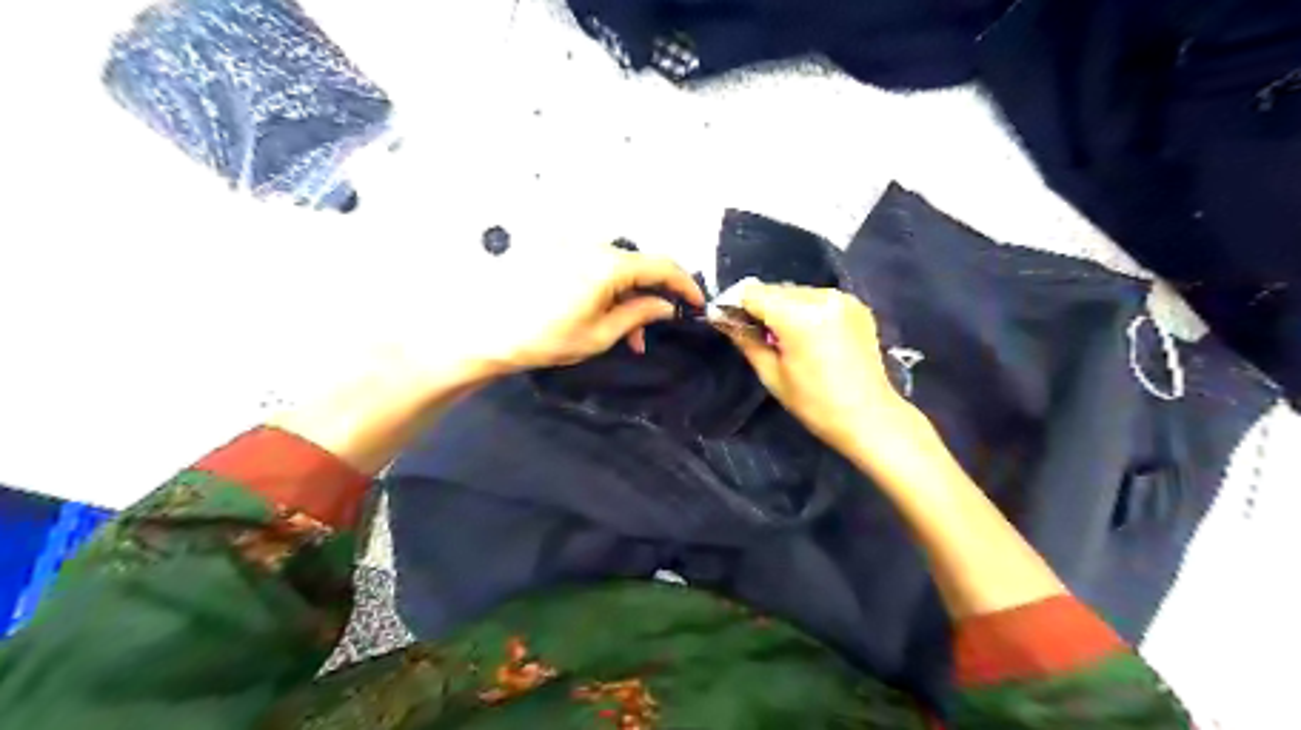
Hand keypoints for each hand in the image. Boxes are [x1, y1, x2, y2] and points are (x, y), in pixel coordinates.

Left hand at [455, 245, 706, 375]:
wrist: (484, 330)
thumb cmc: (545, 338)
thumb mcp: (600, 334)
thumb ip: (639, 315)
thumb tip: (667, 306)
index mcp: (608, 264)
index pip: (662, 266)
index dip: (685, 285)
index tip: (698, 305)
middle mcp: (592, 244)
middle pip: (638, 266)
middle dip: (650, 298)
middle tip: (649, 334)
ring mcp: (570, 244)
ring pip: (615, 268)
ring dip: (626, 297)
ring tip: (622, 334)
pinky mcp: (553, 249)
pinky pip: (593, 265)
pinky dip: (605, 287)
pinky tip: (599, 311)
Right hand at [722, 279, 913, 454]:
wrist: (870, 416)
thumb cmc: (815, 404)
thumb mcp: (772, 375)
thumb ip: (746, 340)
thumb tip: (722, 318)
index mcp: (799, 316)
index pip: (753, 293)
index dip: (737, 306)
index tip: (731, 323)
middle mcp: (822, 297)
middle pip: (775, 290)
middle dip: (761, 307)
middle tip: (758, 335)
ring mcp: (842, 298)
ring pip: (796, 292)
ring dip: (784, 308)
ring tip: (785, 338)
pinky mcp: (856, 304)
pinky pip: (818, 298)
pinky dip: (806, 309)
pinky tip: (810, 335)